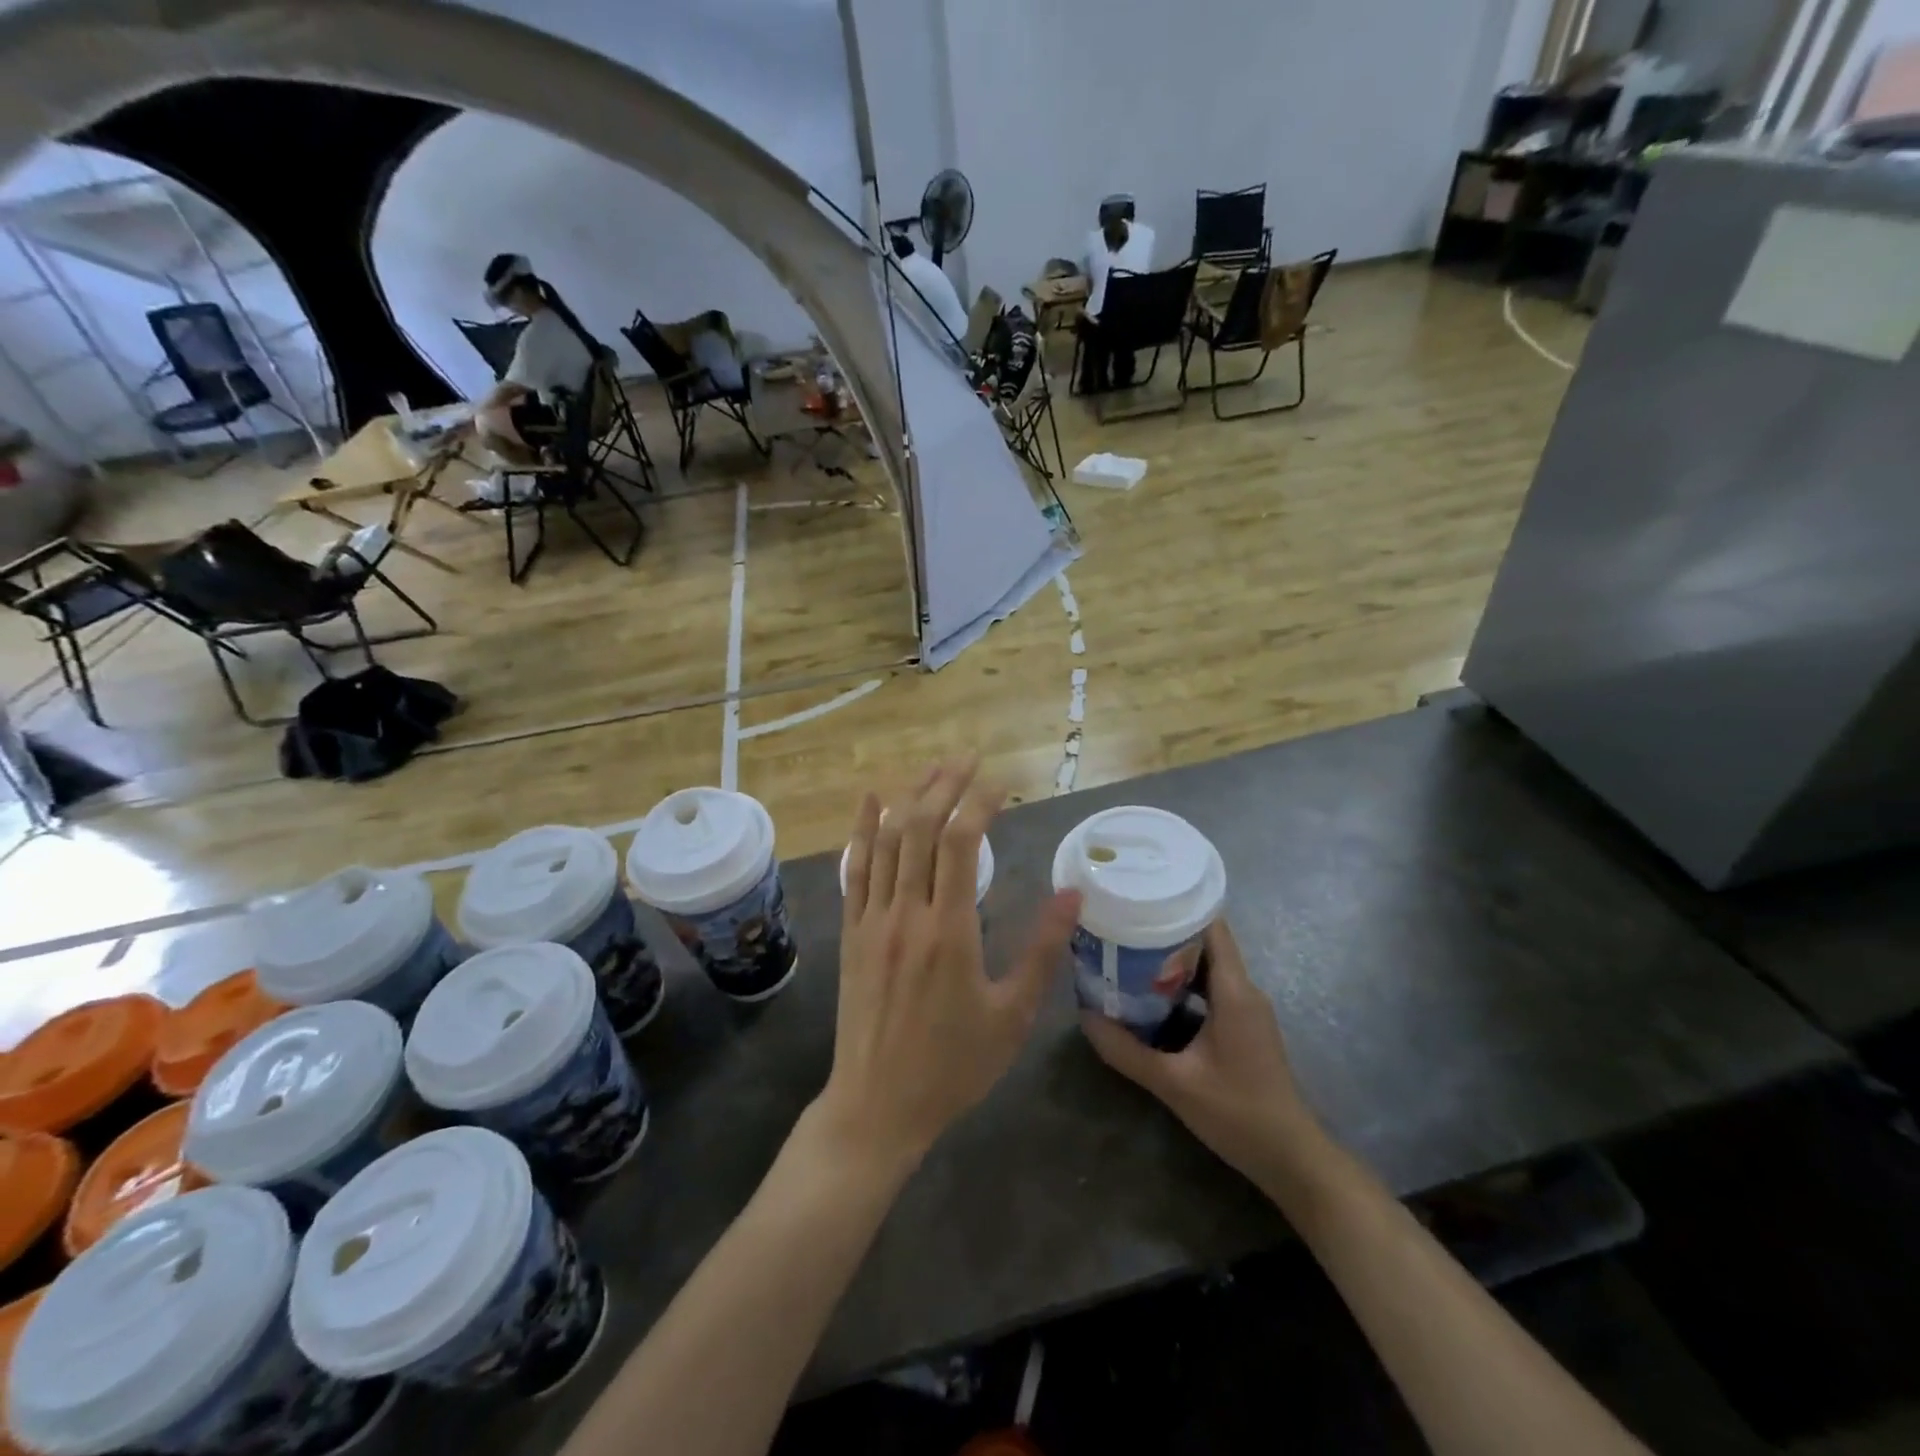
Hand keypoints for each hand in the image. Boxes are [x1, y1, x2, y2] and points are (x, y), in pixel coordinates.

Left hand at [821, 759, 1080, 1169]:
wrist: (877, 1105)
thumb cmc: (953, 1065)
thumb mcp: (1012, 1015)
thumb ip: (1042, 951)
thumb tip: (1073, 895)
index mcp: (949, 931)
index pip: (959, 844)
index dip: (978, 803)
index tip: (1000, 784)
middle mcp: (905, 914)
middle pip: (919, 829)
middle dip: (944, 785)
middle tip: (966, 756)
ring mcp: (871, 920)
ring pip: (885, 841)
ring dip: (907, 797)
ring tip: (931, 769)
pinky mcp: (851, 932)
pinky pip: (853, 869)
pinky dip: (861, 829)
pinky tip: (869, 800)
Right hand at [1081, 920, 1325, 1189]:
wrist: (1291, 1159)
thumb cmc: (1238, 1113)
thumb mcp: (1174, 1083)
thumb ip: (1126, 1050)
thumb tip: (1084, 1016)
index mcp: (1234, 991)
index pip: (1210, 926)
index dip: (1176, 906)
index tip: (1138, 898)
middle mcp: (1243, 990)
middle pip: (1205, 941)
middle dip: (1163, 930)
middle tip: (1120, 924)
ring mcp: (1246, 1008)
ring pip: (1206, 965)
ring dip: (1170, 959)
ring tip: (1126, 952)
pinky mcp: (1243, 1026)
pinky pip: (1210, 988)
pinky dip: (1181, 983)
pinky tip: (1150, 993)